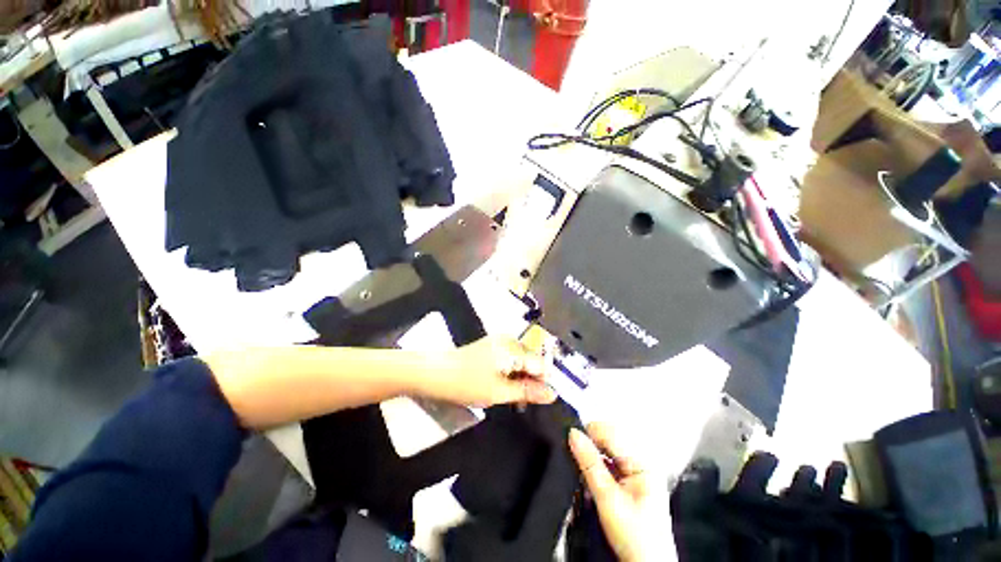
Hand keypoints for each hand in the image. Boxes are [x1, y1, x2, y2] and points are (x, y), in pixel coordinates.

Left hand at [423, 336, 556, 407]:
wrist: (433, 372)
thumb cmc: (467, 383)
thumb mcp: (499, 392)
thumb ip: (528, 392)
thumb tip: (554, 394)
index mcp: (514, 349)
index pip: (541, 364)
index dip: (543, 384)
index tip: (538, 402)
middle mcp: (510, 341)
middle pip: (532, 362)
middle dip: (531, 382)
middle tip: (521, 403)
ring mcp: (499, 342)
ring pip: (521, 362)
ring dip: (521, 380)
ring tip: (511, 398)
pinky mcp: (491, 346)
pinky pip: (510, 359)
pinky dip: (511, 374)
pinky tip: (502, 387)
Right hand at [570, 423, 651, 561]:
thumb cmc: (638, 541)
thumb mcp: (609, 500)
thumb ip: (590, 464)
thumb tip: (574, 435)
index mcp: (643, 463)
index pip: (611, 432)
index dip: (589, 433)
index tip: (571, 441)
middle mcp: (640, 464)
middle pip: (608, 438)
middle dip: (590, 444)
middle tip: (575, 456)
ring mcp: (635, 473)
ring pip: (606, 450)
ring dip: (591, 456)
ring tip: (582, 470)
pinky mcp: (628, 482)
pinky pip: (607, 463)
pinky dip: (595, 466)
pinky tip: (589, 478)